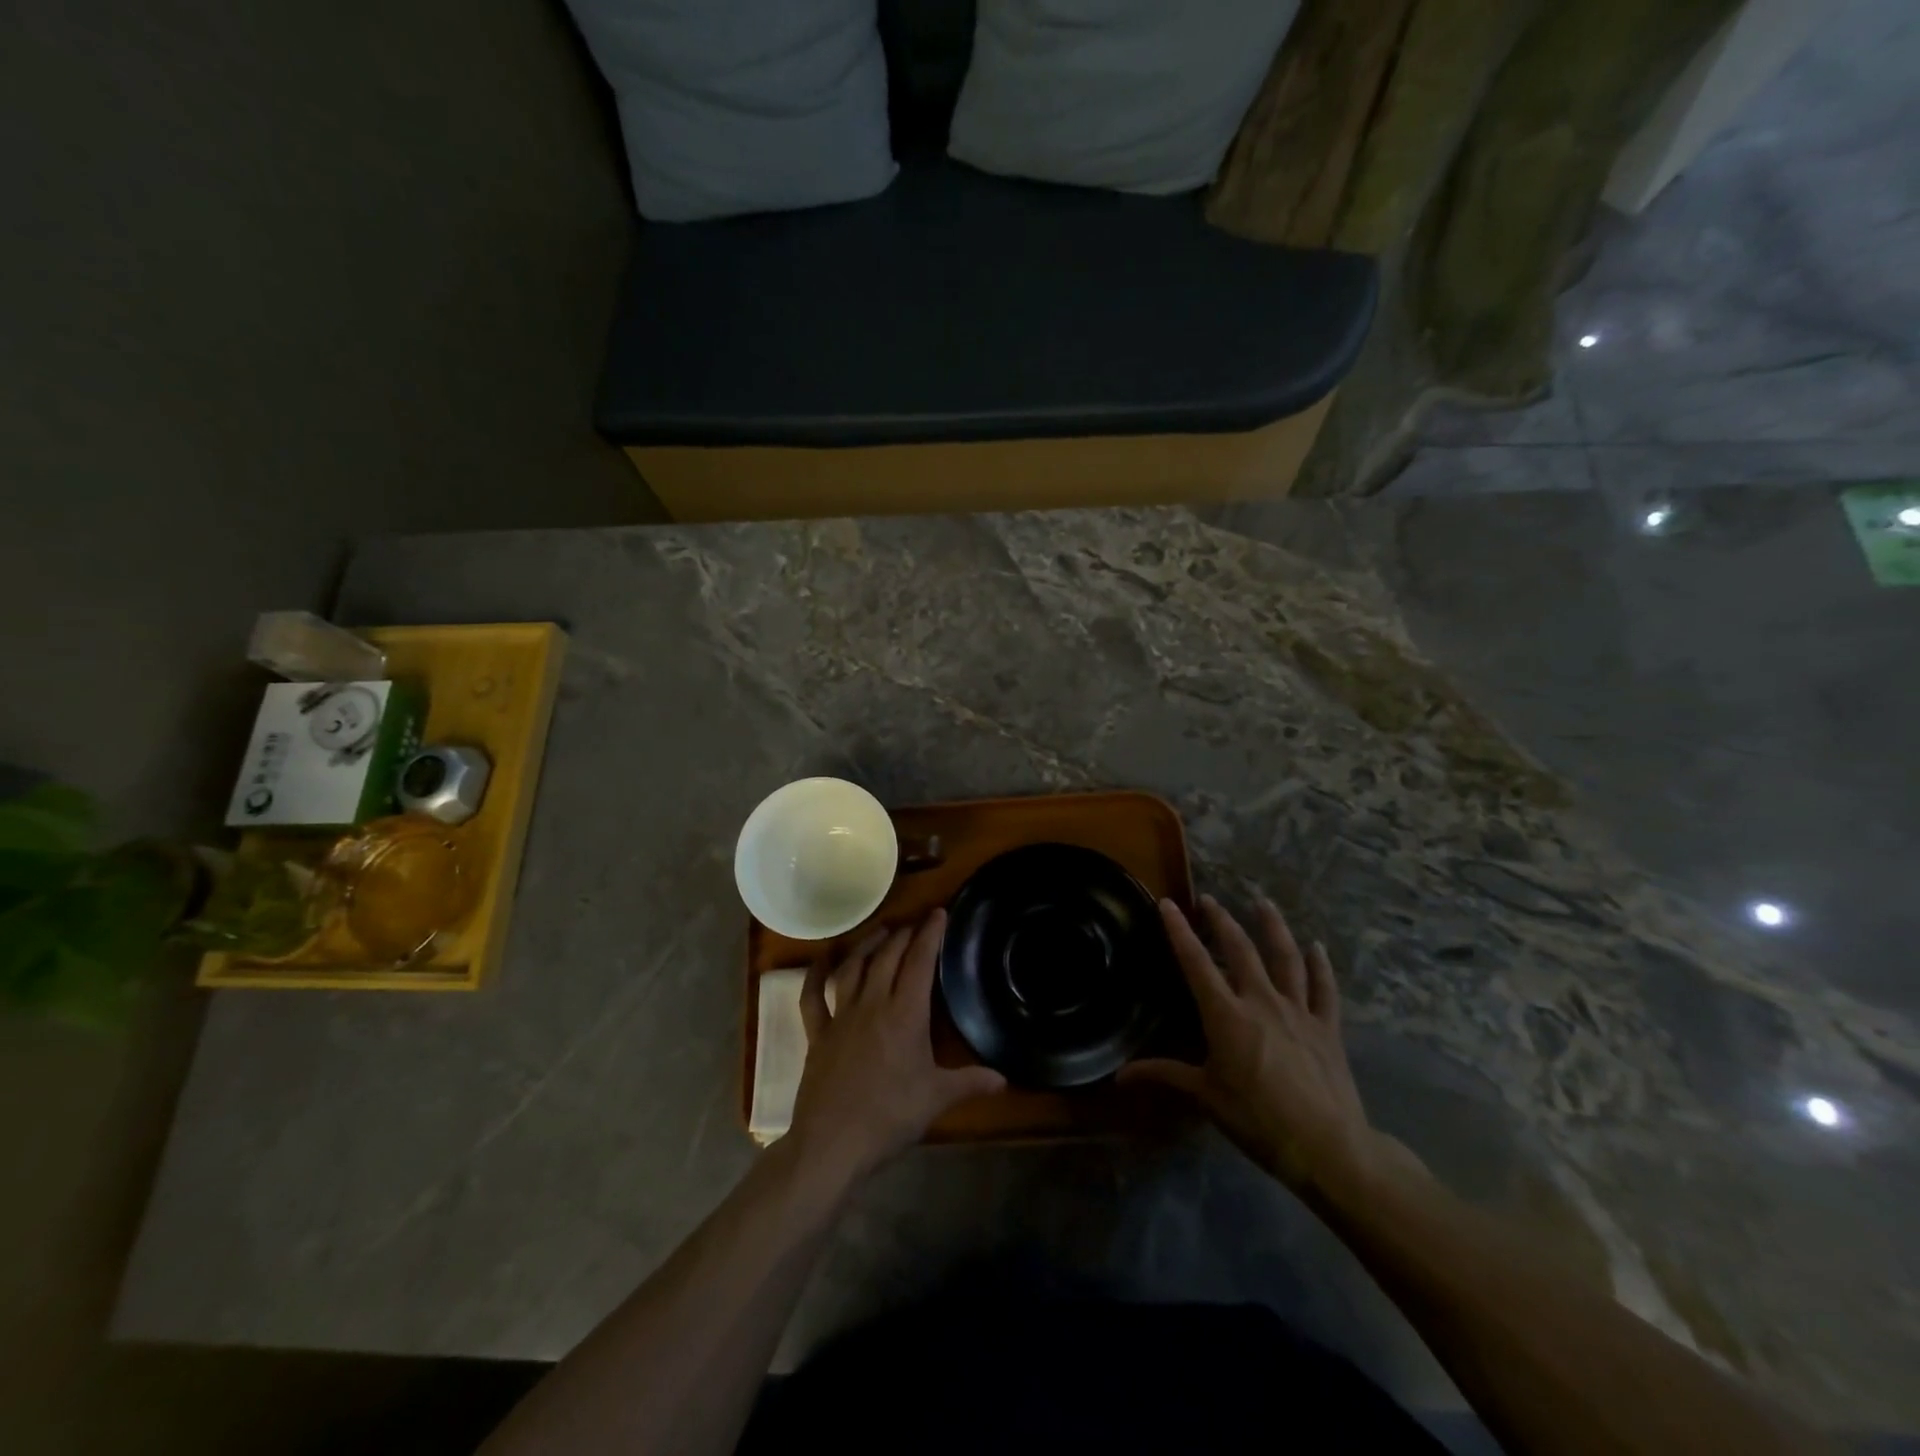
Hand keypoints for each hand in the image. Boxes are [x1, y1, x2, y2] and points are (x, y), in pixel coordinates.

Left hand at [788, 909, 1004, 1180]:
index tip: (938, 913)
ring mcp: (841, 1016)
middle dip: (904, 935)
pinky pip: (812, 996)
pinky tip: (821, 958)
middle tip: (915, 923)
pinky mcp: (817, 1033)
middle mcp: (872, 1004)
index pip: (919, 962)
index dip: (930, 934)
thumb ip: (970, 1083)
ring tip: (881, 931)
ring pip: (853, 968)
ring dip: (867, 945)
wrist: (832, 1143)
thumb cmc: (889, 1118)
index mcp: (905, 1014)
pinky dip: (815, 974)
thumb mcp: (936, 1099)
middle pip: (887, 957)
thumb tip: (1004, 1079)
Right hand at [1120, 894, 1397, 1193]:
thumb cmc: (1257, 1120)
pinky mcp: (1327, 1027)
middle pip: (1240, 949)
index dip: (1179, 931)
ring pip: (1285, 957)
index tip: (1168, 903)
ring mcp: (1298, 1011)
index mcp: (1226, 1014)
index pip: (1196, 963)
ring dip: (1273, 927)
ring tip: (1263, 902)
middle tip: (1210, 899)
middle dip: (1222, 920)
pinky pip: (1324, 989)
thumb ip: (1165, 1075)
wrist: (1326, 1146)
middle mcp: (1261, 1001)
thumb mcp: (1205, 1096)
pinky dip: (1321, 966)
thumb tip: (1119, 1075)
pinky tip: (1318, 947)